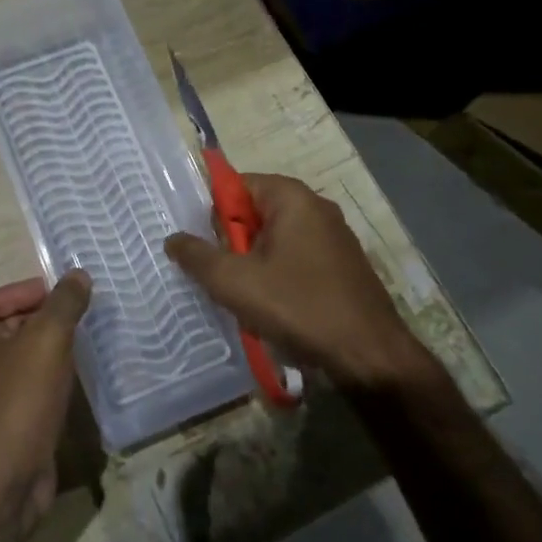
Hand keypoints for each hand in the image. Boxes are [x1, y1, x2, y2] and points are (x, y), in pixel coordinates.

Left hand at [0, 270, 91, 534]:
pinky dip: (50, 383)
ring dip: (47, 353)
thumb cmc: (19, 394)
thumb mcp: (47, 337)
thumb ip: (64, 303)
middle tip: (76, 317)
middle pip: (5, 327)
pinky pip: (29, 392)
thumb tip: (78, 274)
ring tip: (81, 345)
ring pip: (20, 362)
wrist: (3, 475)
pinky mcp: (7, 425)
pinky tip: (75, 384)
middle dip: (39, 319)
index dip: (19, 291)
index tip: (55, 295)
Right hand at [165, 174, 431, 389]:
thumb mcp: (233, 281)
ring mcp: (335, 237)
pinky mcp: (343, 266)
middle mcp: (316, 207)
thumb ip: (197, 256)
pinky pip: (296, 259)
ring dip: (253, 264)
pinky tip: (273, 308)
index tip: (203, 246)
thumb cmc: (298, 306)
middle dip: (232, 242)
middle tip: (219, 275)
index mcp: (292, 197)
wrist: (369, 357)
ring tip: (242, 296)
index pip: (237, 185)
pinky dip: (278, 277)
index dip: (213, 213)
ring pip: (275, 240)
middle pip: (255, 213)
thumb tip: (173, 239)